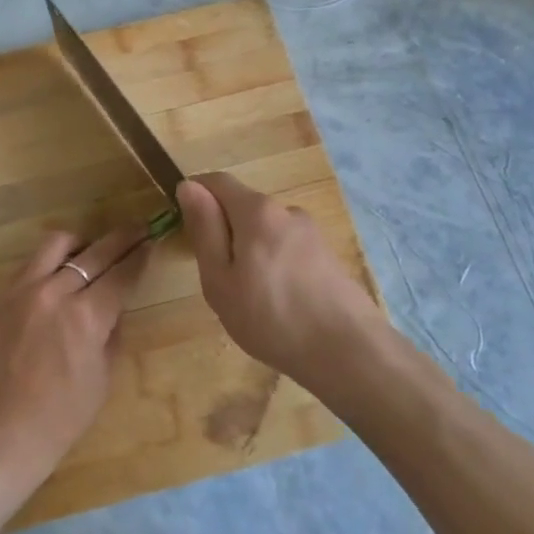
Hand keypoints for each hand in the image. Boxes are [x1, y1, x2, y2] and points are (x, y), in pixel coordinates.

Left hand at [0, 224, 150, 499]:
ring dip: (81, 243)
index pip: (121, 273)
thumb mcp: (103, 375)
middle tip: (137, 231)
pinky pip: (30, 263)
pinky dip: (49, 261)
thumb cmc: (62, 415)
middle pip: (96, 251)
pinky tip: (57, 274)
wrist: (1, 430)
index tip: (150, 242)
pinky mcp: (0, 295)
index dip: (140, 256)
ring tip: (90, 251)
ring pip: (57, 243)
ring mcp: (23, 289)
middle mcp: (55, 292)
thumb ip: (112, 330)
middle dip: (122, 239)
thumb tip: (115, 303)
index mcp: (86, 317)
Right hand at [178, 173, 383, 389]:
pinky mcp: (328, 255)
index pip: (218, 182)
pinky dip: (274, 266)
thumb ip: (204, 229)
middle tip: (218, 280)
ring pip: (266, 231)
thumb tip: (188, 186)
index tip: (185, 228)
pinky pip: (287, 249)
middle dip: (225, 232)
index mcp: (257, 211)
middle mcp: (287, 211)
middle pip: (244, 207)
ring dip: (250, 252)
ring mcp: (312, 233)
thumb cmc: (271, 317)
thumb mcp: (220, 279)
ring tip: (250, 300)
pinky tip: (279, 304)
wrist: (348, 351)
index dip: (196, 195)